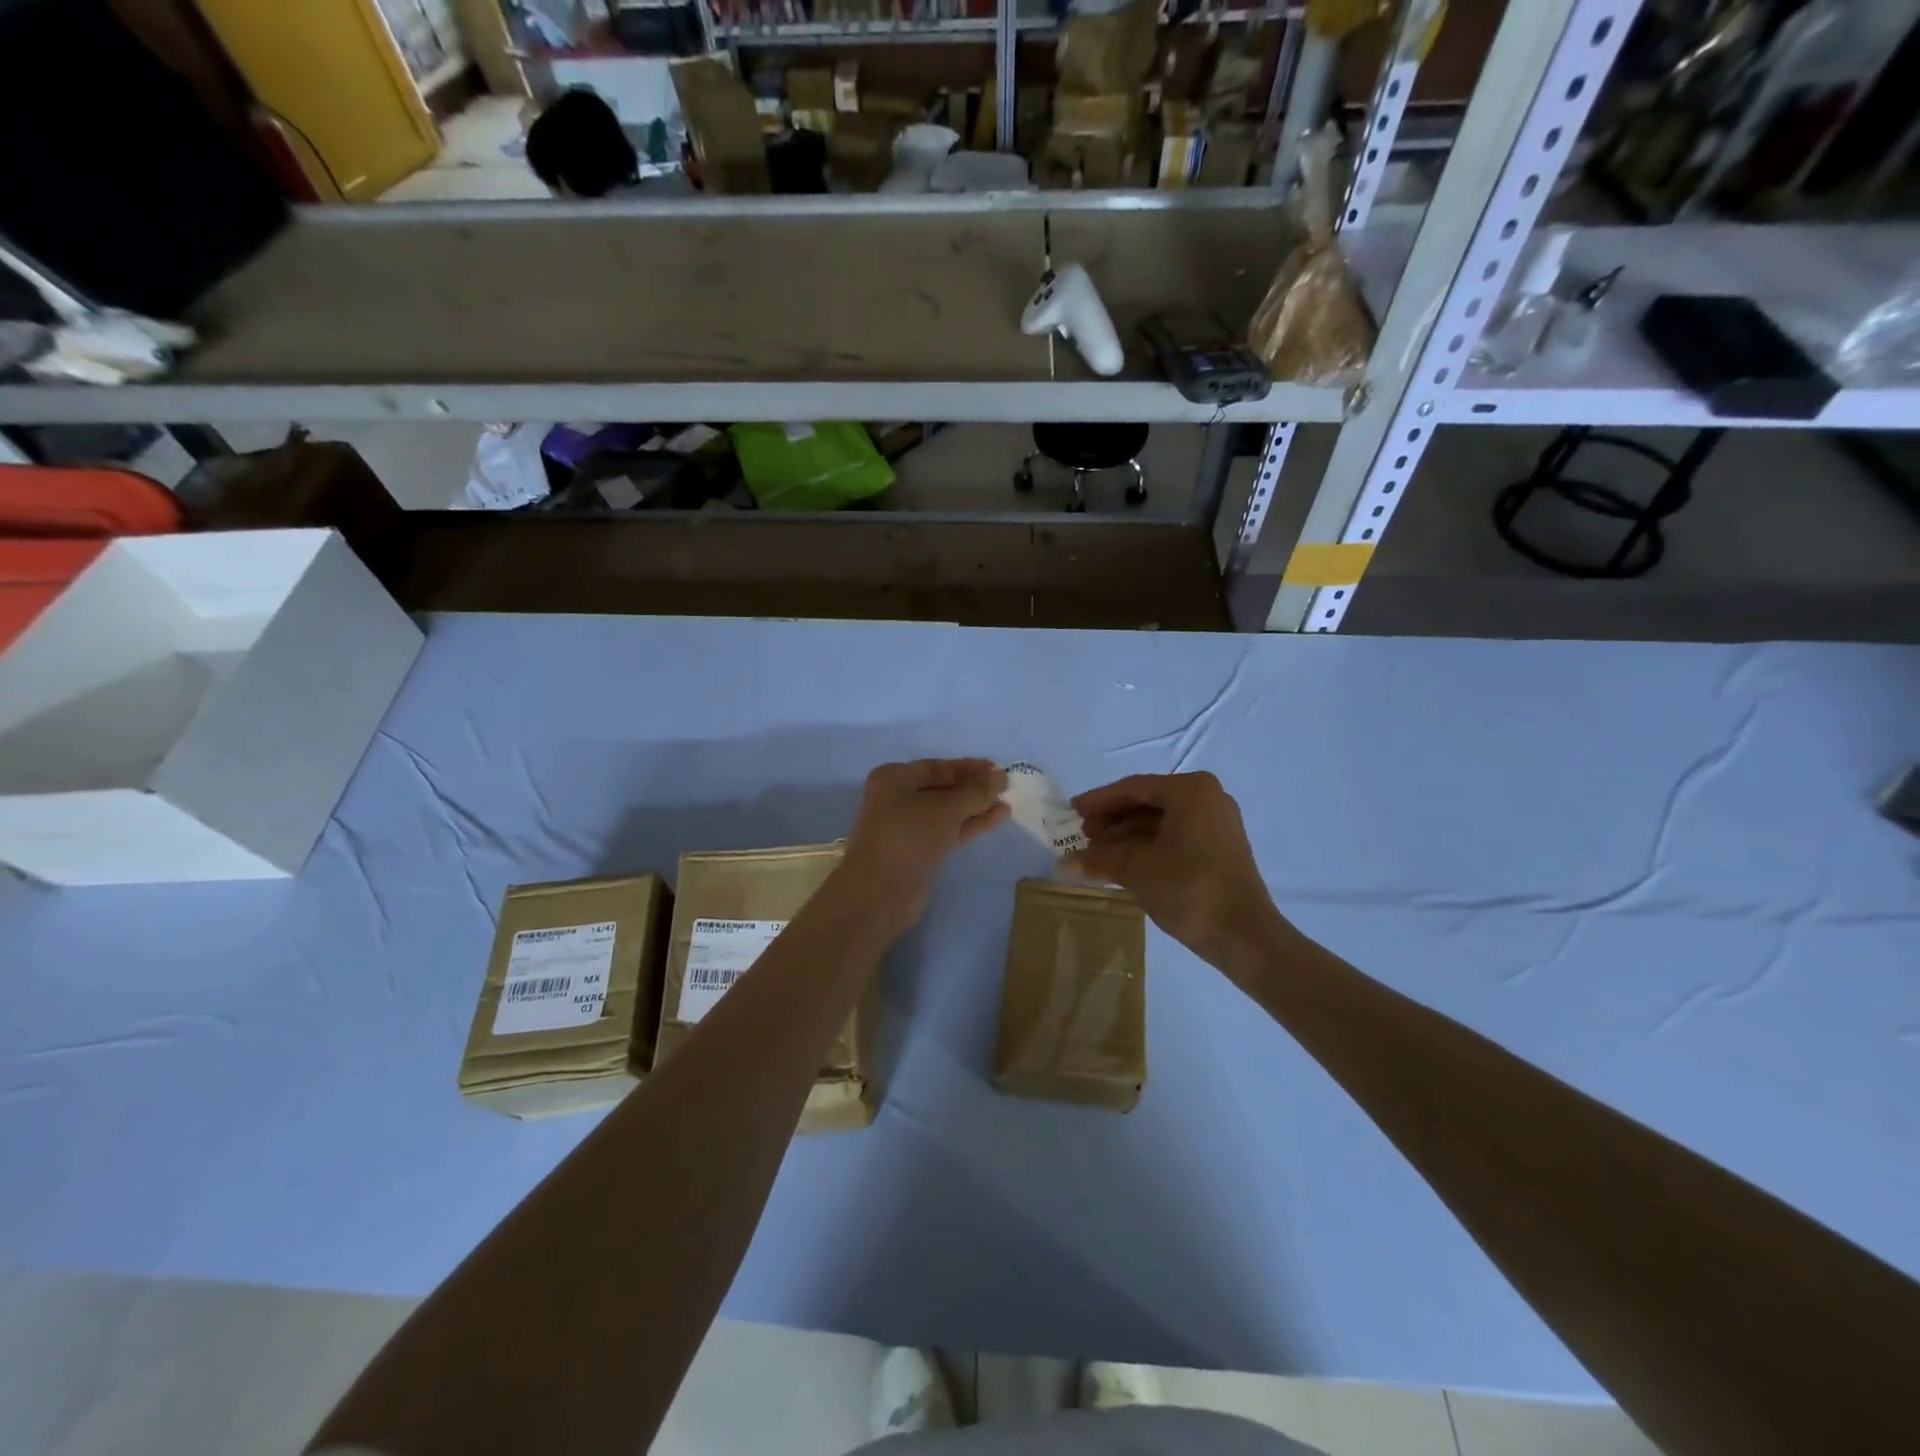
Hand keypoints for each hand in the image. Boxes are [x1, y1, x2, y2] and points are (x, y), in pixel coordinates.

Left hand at [837, 760, 1008, 938]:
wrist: (880, 892)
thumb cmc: (908, 837)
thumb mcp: (945, 808)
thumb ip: (976, 791)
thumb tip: (1000, 776)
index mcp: (894, 779)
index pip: (937, 767)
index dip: (967, 767)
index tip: (996, 768)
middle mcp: (897, 799)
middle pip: (942, 789)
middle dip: (973, 788)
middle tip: (1006, 786)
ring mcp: (908, 828)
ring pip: (947, 812)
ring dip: (975, 807)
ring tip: (1007, 803)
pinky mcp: (919, 852)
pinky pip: (949, 831)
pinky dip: (971, 824)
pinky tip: (997, 818)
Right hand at [1068, 772, 1285, 976]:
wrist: (1244, 935)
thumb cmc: (1188, 889)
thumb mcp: (1136, 870)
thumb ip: (1098, 860)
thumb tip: (1062, 865)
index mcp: (1189, 790)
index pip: (1132, 788)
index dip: (1098, 801)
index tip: (1071, 811)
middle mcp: (1207, 797)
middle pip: (1147, 802)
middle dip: (1112, 819)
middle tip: (1083, 836)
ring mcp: (1218, 822)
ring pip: (1161, 820)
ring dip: (1127, 835)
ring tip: (1098, 853)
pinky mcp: (1221, 846)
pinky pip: (1176, 835)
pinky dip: (1148, 845)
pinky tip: (1123, 862)